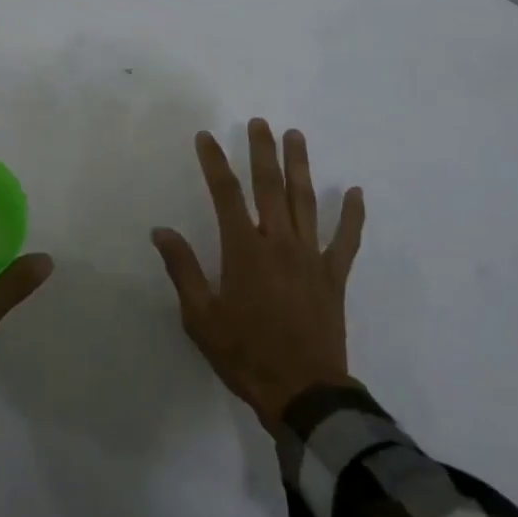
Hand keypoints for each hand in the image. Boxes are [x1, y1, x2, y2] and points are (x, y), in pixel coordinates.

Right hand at [152, 120, 365, 435]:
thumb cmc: (246, 355)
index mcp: (244, 250)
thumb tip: (161, 230)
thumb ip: (184, 269)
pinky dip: (352, 215)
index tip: (206, 136)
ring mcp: (310, 257)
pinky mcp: (333, 276)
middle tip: (259, 122)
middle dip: (262, 151)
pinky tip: (355, 192)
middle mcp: (278, 242)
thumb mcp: (201, 317)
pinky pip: (346, 240)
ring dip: (300, 166)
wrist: (303, 394)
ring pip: (305, 201)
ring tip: (296, 136)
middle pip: (270, 186)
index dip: (214, 162)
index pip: (225, 194)